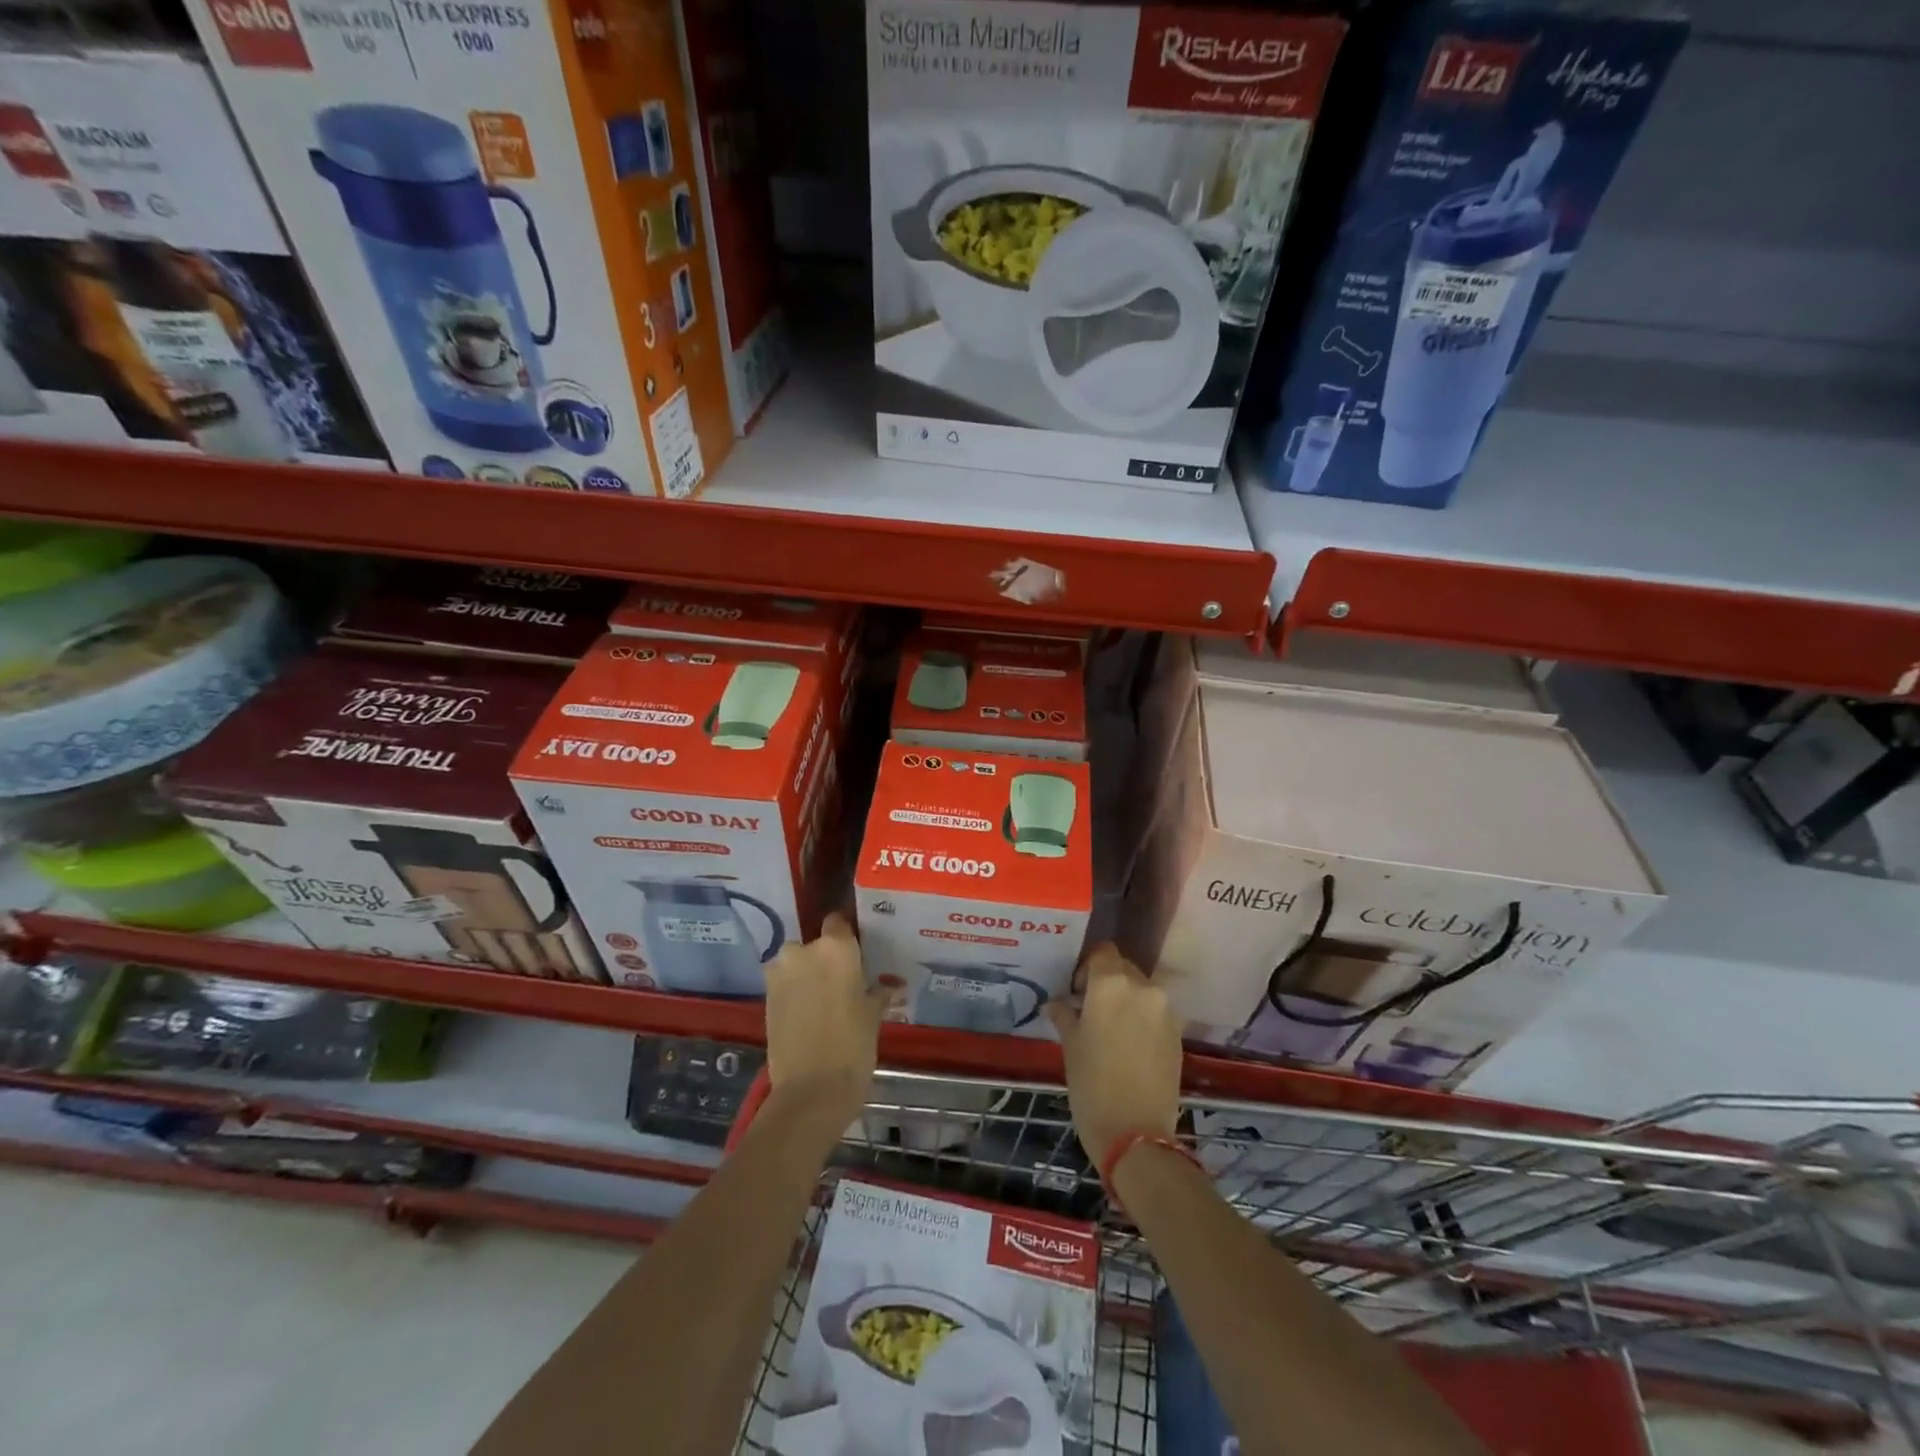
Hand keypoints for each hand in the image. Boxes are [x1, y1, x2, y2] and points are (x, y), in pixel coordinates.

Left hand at [764, 913, 890, 1124]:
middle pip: (816, 944)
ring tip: (826, 1001)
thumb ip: (879, 993)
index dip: (847, 935)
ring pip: (797, 964)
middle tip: (844, 982)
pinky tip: (810, 1014)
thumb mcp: (873, 1016)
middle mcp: (802, 951)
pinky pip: (785, 984)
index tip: (858, 951)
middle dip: (826, 959)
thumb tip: (891, 986)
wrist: (810, 1091)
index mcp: (835, 948)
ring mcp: (779, 974)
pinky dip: (795, 992)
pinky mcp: (765, 997)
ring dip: (808, 976)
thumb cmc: (852, 1046)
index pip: (838, 922)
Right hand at [1047, 944, 1181, 1167]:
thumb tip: (1057, 1003)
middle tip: (1091, 1009)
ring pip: (1141, 990)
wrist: (1136, 1135)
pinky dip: (1142, 1018)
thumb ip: (1065, 1015)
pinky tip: (1130, 1045)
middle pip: (1123, 968)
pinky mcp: (1178, 1033)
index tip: (1076, 990)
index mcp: (1111, 983)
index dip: (1087, 966)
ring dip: (1126, 1000)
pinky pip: (1156, 1012)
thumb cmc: (1092, 1085)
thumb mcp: (1070, 1046)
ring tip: (1111, 1029)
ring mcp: (1165, 1010)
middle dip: (1107, 982)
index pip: (1102, 951)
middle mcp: (1143, 987)